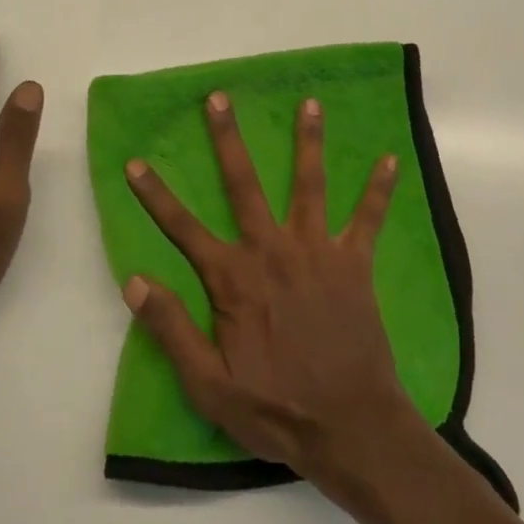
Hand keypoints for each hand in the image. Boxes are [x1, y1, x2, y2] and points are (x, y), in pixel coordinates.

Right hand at [121, 91, 420, 497]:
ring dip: (309, 141)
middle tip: (219, 97)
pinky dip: (379, 189)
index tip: (135, 162)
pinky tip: (390, 158)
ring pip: (309, 183)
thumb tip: (133, 280)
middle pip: (243, 183)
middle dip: (228, 138)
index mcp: (234, 278)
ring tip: (311, 103)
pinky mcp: (354, 261)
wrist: (350, 426)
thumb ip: (171, 329)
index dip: (155, 195)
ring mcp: (316, 250)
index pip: (182, 228)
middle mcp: (272, 250)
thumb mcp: (208, 385)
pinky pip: (369, 218)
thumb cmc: (276, 409)